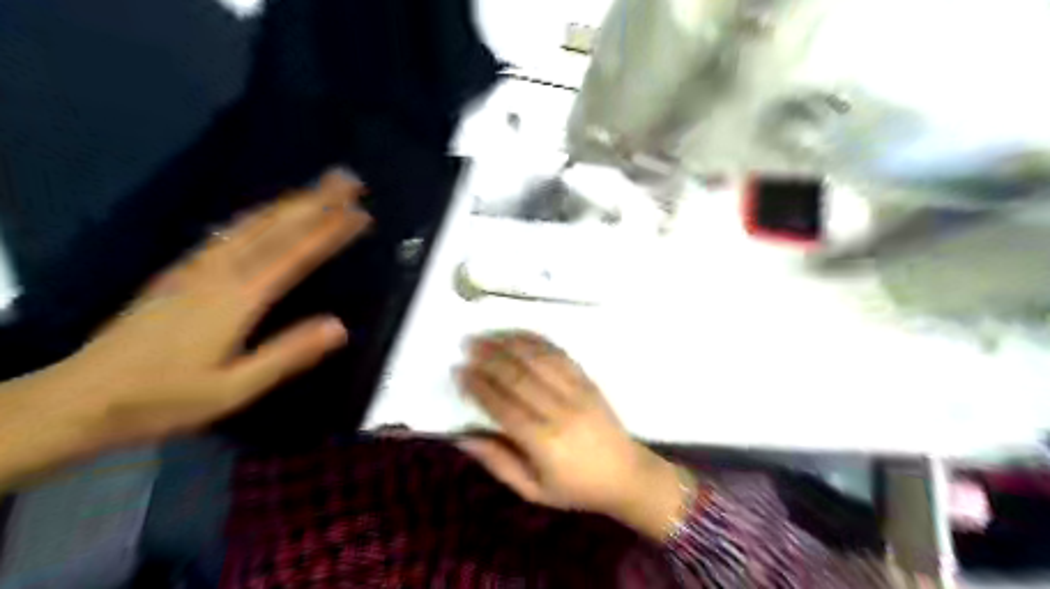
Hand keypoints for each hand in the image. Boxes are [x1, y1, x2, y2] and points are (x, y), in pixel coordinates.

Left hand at [46, 171, 373, 449]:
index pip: (296, 254)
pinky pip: (229, 232)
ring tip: (317, 189)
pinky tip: (264, 215)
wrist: (80, 396)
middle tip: (346, 180)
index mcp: (238, 298)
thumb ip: (288, 354)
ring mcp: (196, 267)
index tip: (360, 212)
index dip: (330, 231)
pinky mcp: (180, 271)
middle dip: (315, 201)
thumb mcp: (235, 387)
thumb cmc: (164, 397)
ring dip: (289, 203)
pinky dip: (257, 216)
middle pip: (275, 227)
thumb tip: (339, 326)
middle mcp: (219, 272)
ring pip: (251, 224)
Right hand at [458, 330, 690, 540]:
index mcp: (544, 442)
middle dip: (490, 358)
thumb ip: (497, 462)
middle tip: (468, 344)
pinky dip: (538, 341)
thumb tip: (461, 436)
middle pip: (519, 376)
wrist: (625, 475)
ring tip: (488, 334)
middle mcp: (560, 411)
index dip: (478, 386)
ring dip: (511, 343)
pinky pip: (560, 354)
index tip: (459, 371)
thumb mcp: (532, 490)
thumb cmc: (574, 487)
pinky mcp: (588, 381)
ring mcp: (577, 391)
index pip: (503, 406)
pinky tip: (520, 335)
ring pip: (539, 359)